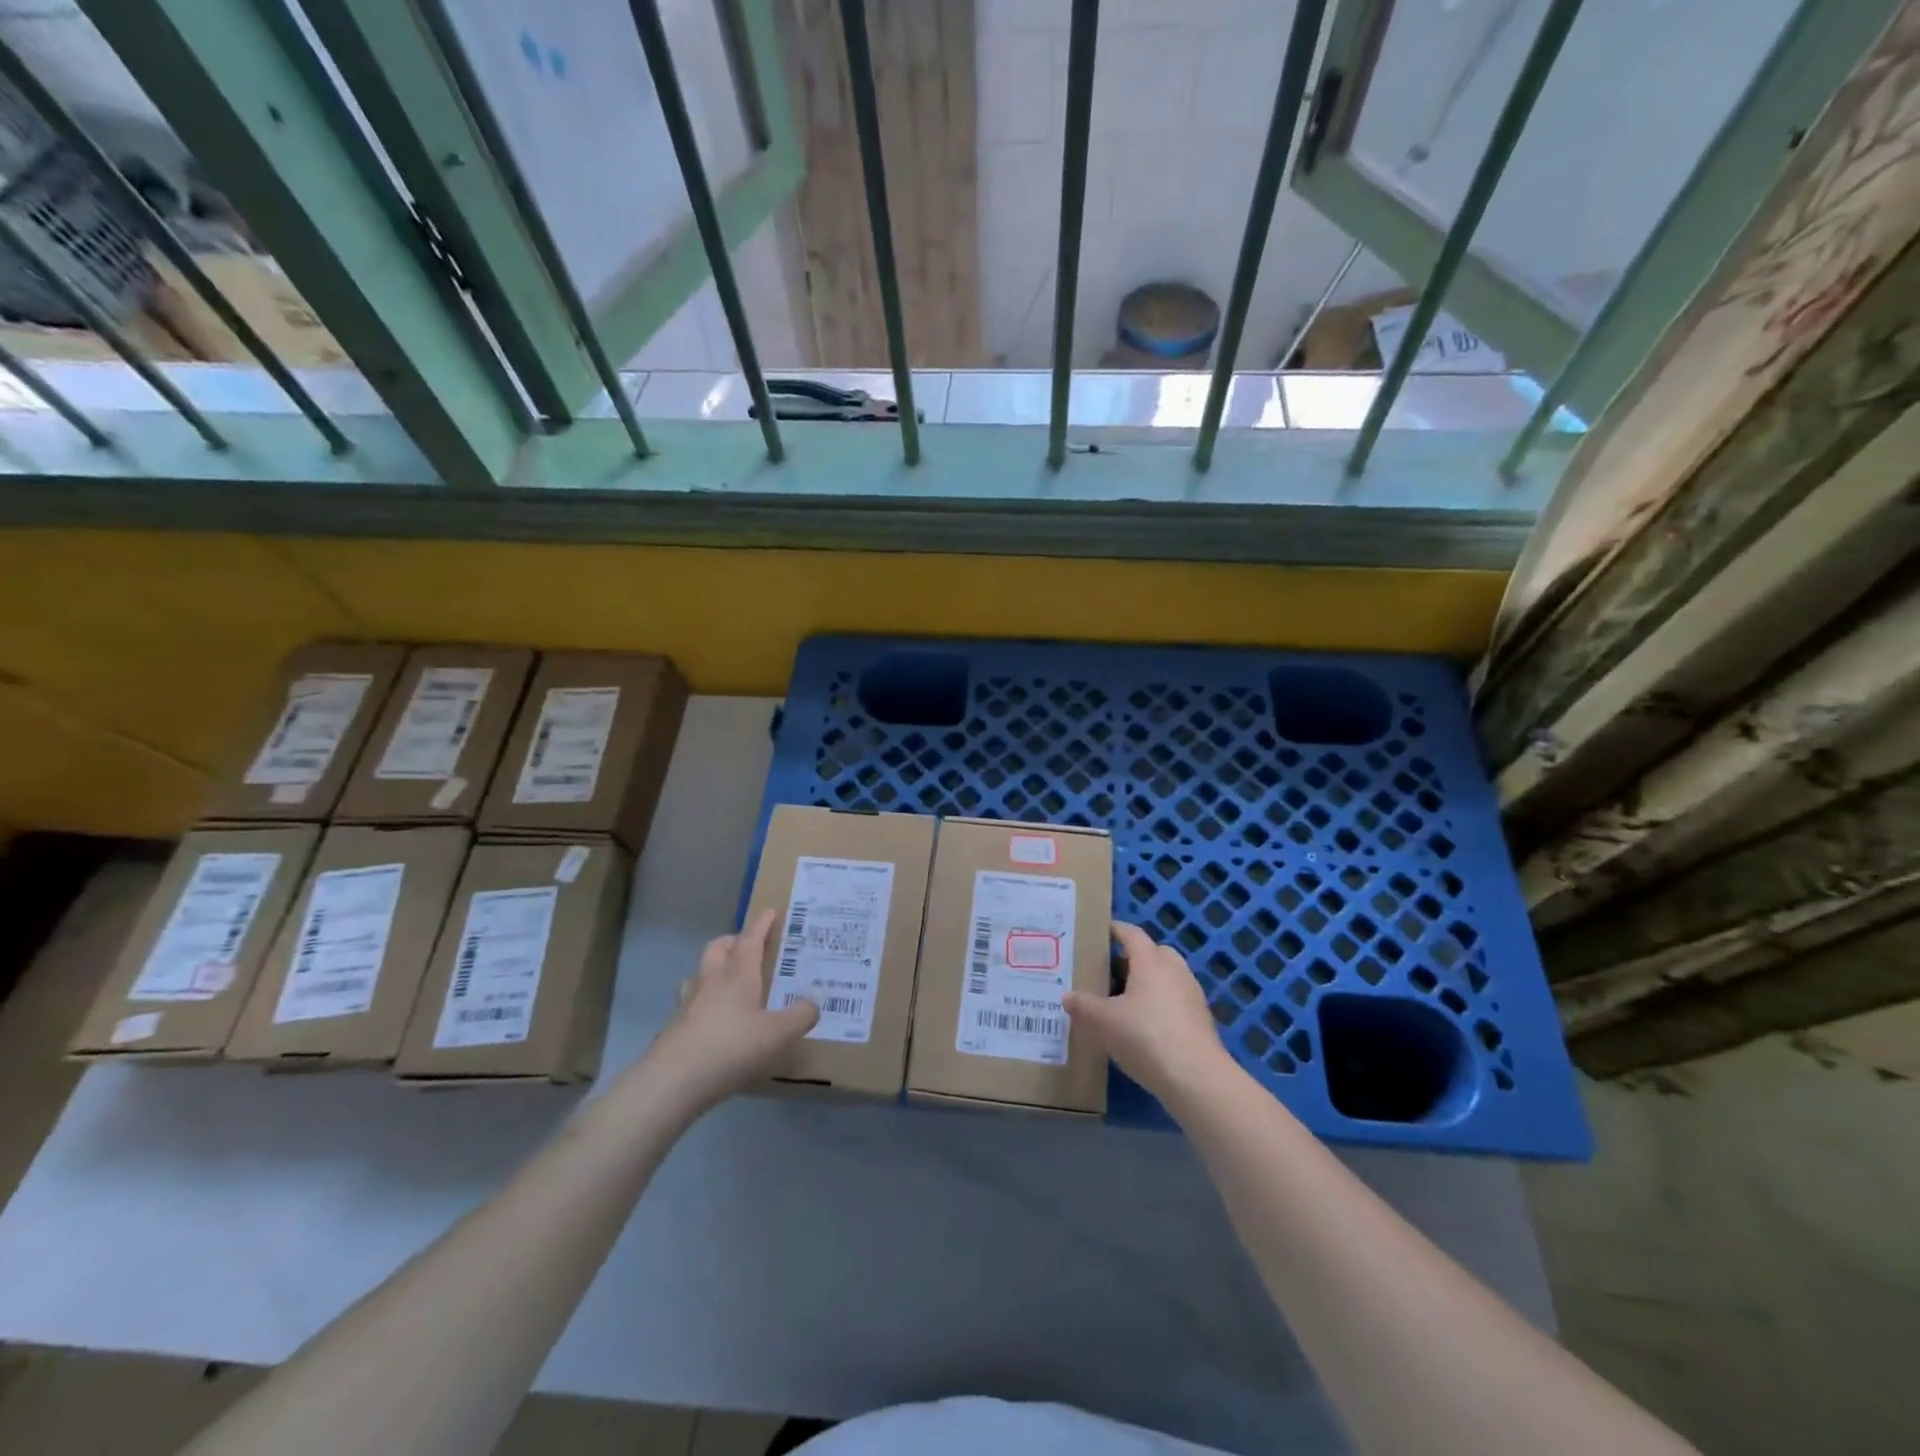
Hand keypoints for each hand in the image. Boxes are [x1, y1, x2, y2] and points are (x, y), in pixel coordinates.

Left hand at [645, 909, 818, 1109]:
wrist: (672, 1081)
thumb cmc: (731, 1048)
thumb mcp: (778, 1034)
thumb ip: (800, 1016)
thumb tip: (813, 1002)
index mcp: (738, 974)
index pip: (750, 939)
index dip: (762, 924)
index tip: (770, 911)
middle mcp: (711, 981)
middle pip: (718, 948)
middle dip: (733, 941)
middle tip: (748, 946)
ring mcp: (688, 1003)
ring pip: (699, 973)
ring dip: (713, 968)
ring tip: (728, 980)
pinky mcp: (674, 1027)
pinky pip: (690, 1002)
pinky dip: (703, 1001)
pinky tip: (713, 1019)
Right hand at [1063, 922, 1229, 1100]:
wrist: (1197, 1078)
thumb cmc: (1146, 1037)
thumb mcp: (1105, 1022)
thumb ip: (1084, 1006)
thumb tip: (1067, 996)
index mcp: (1150, 961)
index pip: (1132, 934)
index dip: (1116, 930)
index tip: (1101, 931)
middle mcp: (1174, 970)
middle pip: (1154, 952)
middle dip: (1133, 957)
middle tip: (1109, 970)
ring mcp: (1191, 994)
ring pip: (1167, 977)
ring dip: (1148, 982)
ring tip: (1124, 1000)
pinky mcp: (1201, 1019)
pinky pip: (1175, 1000)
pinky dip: (1160, 1003)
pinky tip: (1144, 1026)